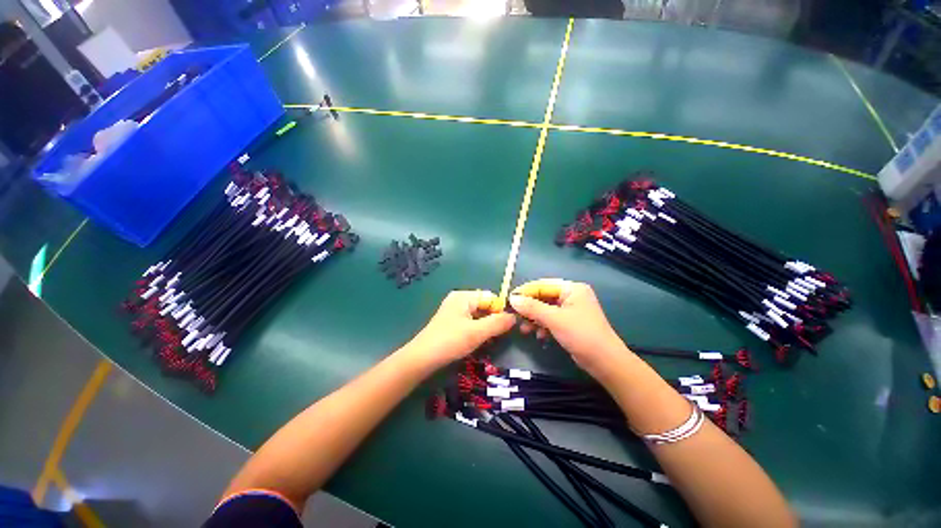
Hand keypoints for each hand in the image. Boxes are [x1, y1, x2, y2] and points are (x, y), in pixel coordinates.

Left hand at [406, 290, 515, 368]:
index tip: (507, 327)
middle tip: (498, 337)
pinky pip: (470, 322)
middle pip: (484, 305)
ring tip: (489, 341)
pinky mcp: (451, 322)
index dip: (501, 310)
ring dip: (486, 327)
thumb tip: (515, 317)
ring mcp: (454, 311)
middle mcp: (459, 299)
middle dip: (493, 320)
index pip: (491, 297)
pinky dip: (477, 330)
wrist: (422, 359)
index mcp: (464, 296)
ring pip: (478, 315)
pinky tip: (478, 342)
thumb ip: (498, 323)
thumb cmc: (450, 341)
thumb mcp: (477, 332)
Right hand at [509, 279, 631, 376]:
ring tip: (524, 330)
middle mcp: (571, 295)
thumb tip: (512, 299)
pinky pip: (551, 319)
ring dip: (534, 319)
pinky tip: (538, 335)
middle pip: (543, 297)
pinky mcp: (570, 322)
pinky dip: (543, 326)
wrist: (605, 362)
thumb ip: (532, 308)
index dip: (525, 292)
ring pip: (545, 309)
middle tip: (515, 317)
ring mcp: (571, 309)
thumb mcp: (554, 319)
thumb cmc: (581, 334)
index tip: (509, 300)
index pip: (542, 285)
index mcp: (571, 288)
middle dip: (529, 308)